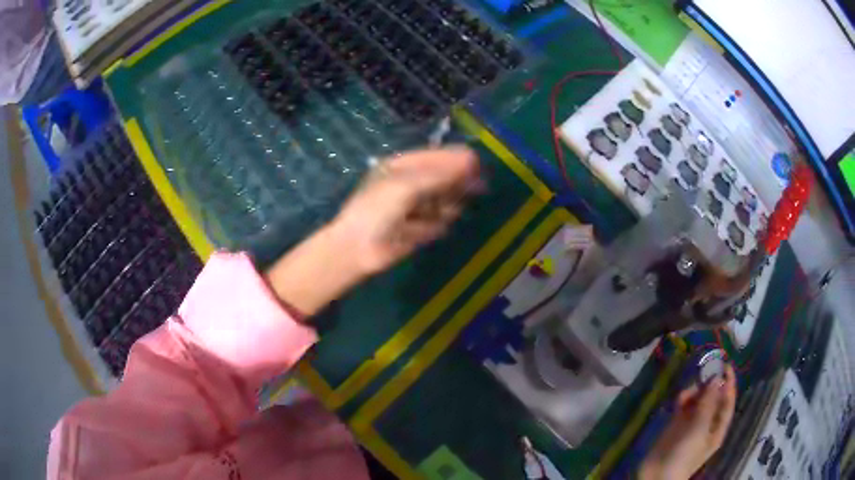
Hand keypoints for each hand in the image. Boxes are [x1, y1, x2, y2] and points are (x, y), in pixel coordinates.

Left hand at [265, 147, 480, 316]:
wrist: (357, 248)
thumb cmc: (377, 209)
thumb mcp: (407, 186)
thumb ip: (440, 174)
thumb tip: (470, 160)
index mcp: (404, 165)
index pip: (438, 156)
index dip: (457, 159)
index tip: (476, 164)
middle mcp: (413, 183)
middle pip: (446, 178)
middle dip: (455, 184)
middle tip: (471, 189)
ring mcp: (418, 206)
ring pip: (447, 201)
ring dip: (444, 206)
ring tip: (426, 215)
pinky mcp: (422, 228)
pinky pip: (440, 222)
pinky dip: (434, 226)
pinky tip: (419, 230)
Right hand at [640, 365, 736, 479]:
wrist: (657, 474)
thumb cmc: (685, 454)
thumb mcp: (699, 429)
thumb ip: (708, 403)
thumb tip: (716, 377)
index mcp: (718, 427)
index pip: (727, 401)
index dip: (729, 383)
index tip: (726, 364)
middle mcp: (707, 422)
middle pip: (713, 398)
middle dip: (710, 384)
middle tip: (705, 369)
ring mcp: (691, 423)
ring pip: (698, 400)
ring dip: (695, 391)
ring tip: (689, 390)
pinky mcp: (676, 423)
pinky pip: (683, 405)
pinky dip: (683, 399)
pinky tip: (680, 398)